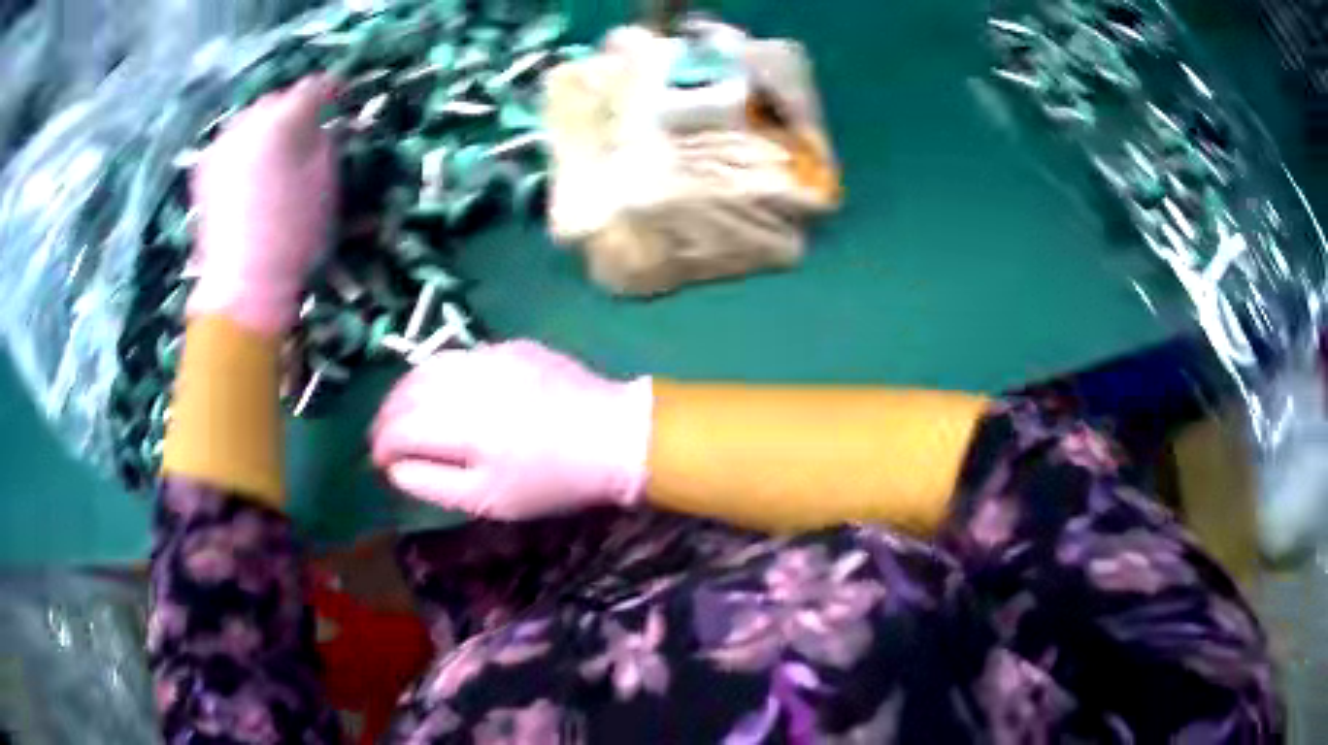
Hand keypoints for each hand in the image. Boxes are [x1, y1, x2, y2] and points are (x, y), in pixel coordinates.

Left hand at [188, 75, 338, 335]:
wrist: (242, 284)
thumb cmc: (293, 235)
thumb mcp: (325, 183)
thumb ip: (324, 141)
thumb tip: (319, 126)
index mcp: (283, 120)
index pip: (312, 88)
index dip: (330, 89)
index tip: (339, 95)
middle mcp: (247, 122)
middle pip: (275, 100)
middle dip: (291, 109)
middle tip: (305, 128)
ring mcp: (221, 145)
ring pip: (249, 119)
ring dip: (265, 126)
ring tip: (274, 148)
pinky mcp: (204, 169)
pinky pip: (229, 142)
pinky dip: (242, 146)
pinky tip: (248, 166)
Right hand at [370, 341, 652, 519]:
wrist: (612, 436)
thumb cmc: (550, 480)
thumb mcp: (488, 499)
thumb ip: (432, 483)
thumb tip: (395, 467)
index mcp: (459, 424)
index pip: (398, 427)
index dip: (381, 445)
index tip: (380, 462)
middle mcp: (467, 380)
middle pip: (406, 391)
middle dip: (386, 416)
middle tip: (384, 439)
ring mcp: (490, 355)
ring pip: (428, 366)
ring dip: (406, 391)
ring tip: (403, 414)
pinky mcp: (510, 345)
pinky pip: (459, 355)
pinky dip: (438, 374)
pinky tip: (443, 392)